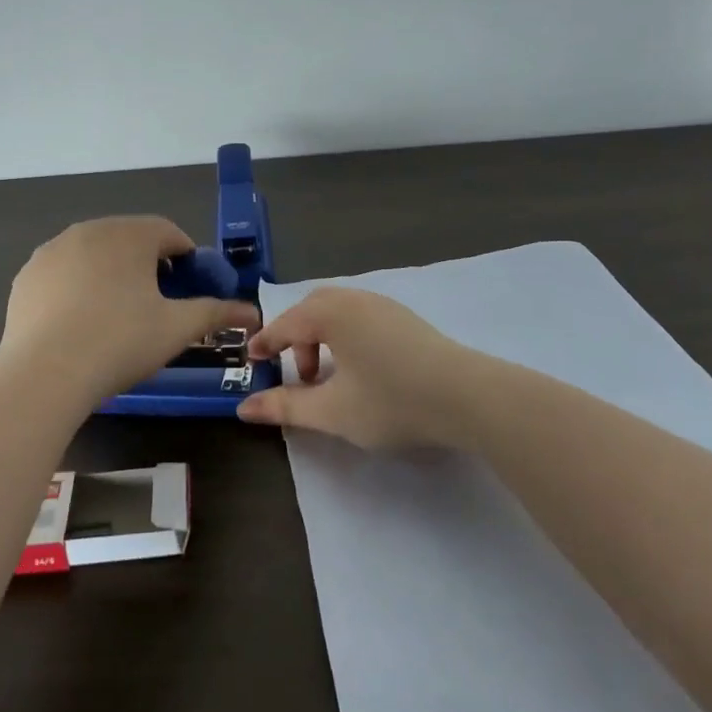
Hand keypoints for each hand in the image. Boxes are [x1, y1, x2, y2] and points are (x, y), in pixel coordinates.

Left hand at [0, 216, 260, 406]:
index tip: (188, 289)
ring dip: (111, 274)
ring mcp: (52, 250)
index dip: (185, 259)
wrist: (44, 374)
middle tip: (155, 306)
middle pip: (130, 240)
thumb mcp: (176, 328)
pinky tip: (78, 323)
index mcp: (130, 234)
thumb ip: (215, 312)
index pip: (169, 233)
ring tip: (115, 317)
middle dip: (147, 266)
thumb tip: (252, 311)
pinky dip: (76, 288)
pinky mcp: (27, 275)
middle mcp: (90, 230)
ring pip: (94, 255)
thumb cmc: (120, 342)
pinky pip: (63, 273)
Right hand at [235, 287, 468, 447]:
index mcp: (331, 314)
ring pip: (338, 310)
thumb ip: (286, 407)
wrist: (467, 396)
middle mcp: (354, 299)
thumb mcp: (333, 412)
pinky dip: (345, 334)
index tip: (252, 361)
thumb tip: (244, 407)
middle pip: (311, 309)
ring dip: (322, 337)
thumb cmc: (392, 401)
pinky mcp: (405, 318)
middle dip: (296, 338)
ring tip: (329, 377)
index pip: (286, 324)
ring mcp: (383, 305)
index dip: (266, 343)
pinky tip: (360, 368)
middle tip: (297, 374)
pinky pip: (359, 315)